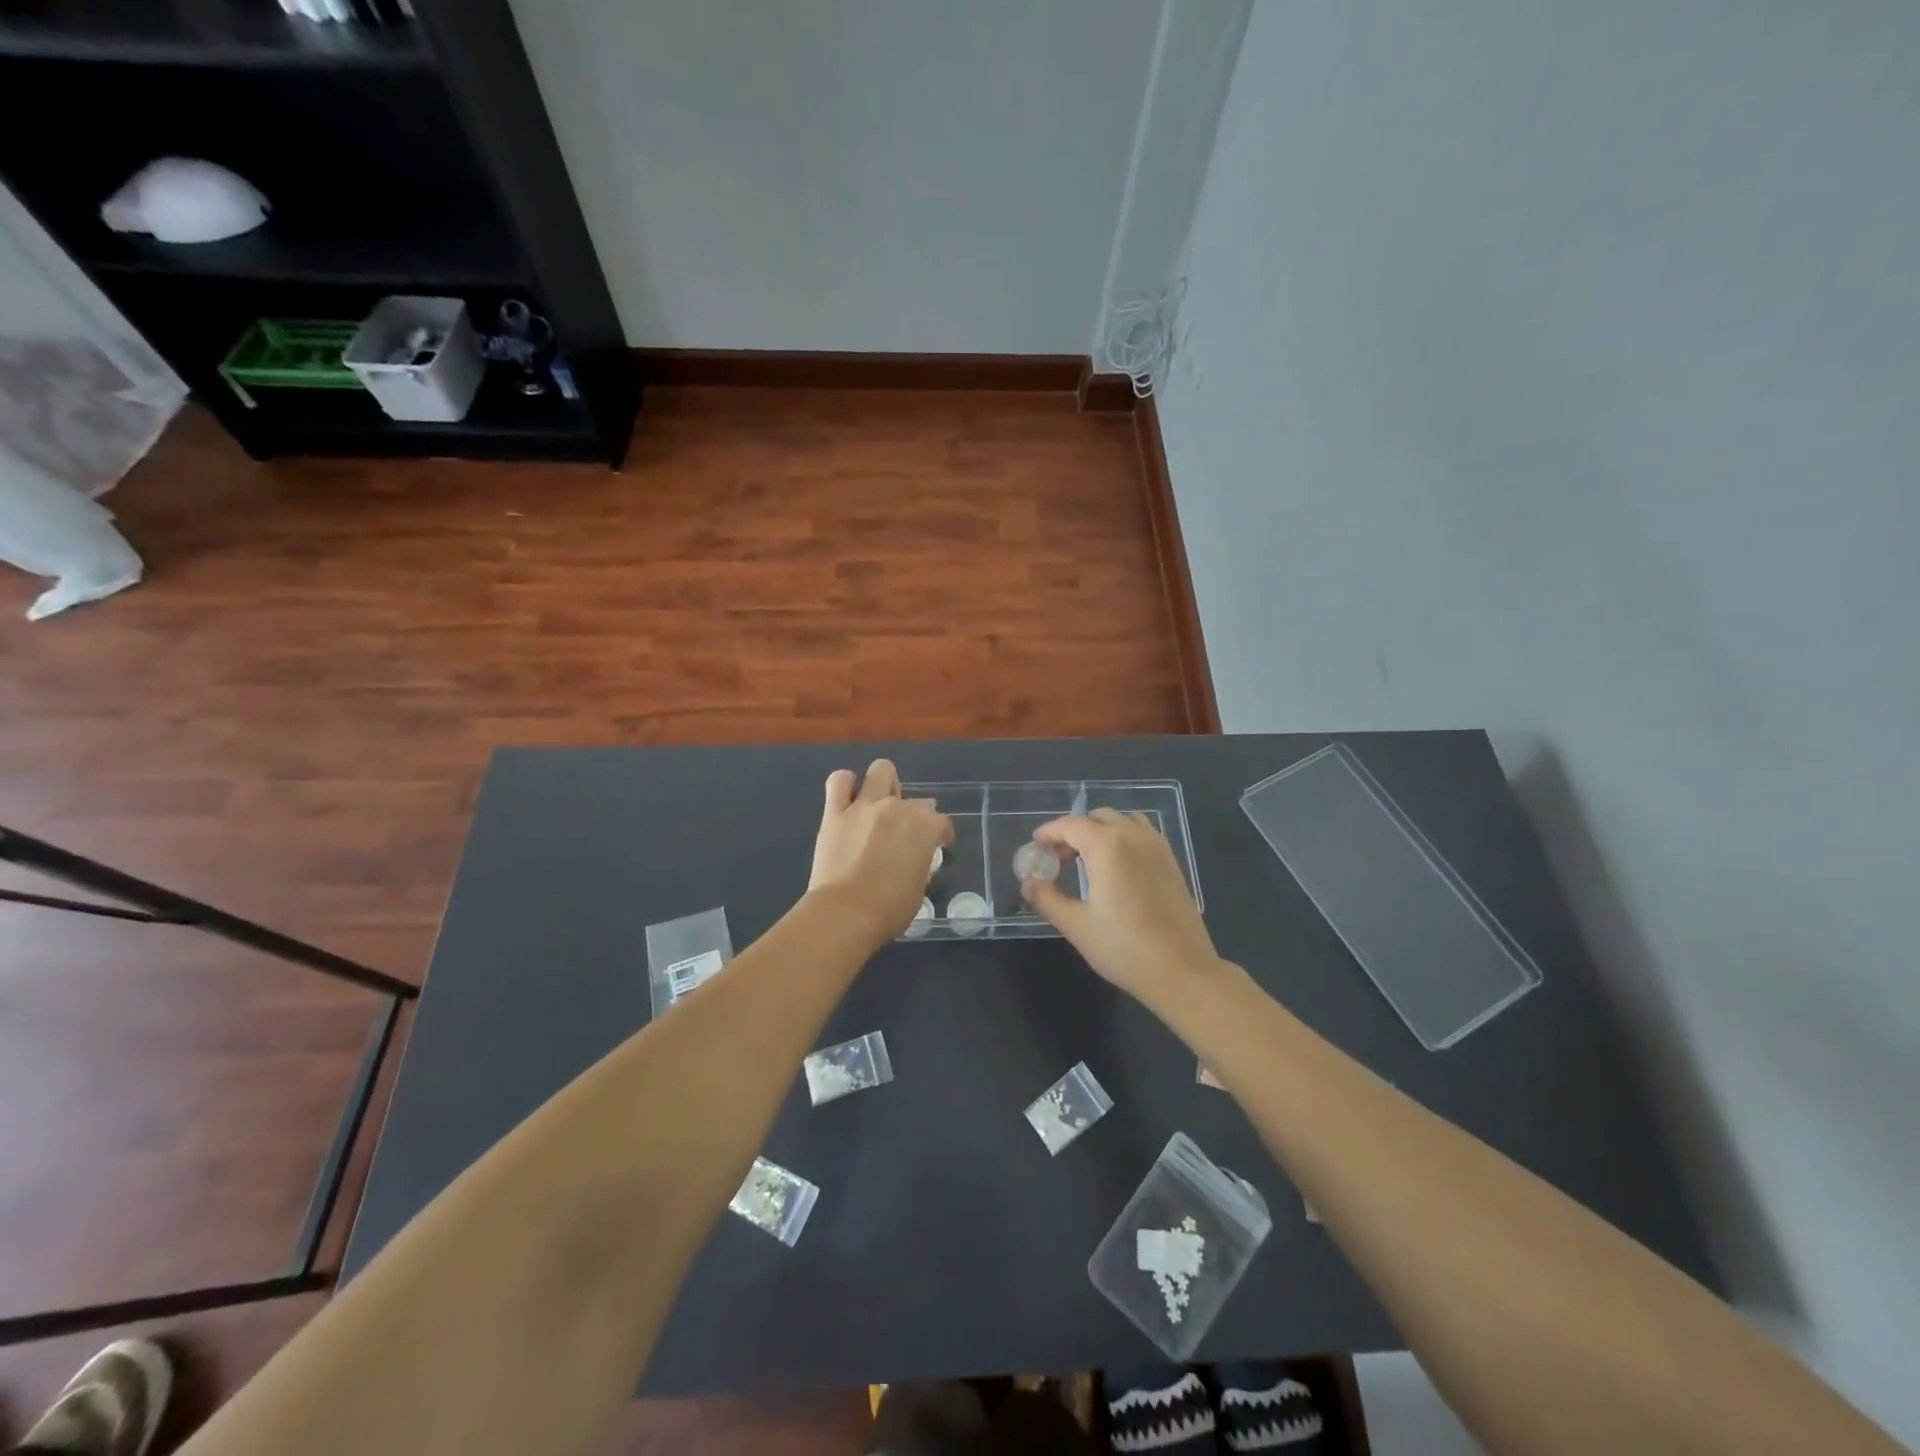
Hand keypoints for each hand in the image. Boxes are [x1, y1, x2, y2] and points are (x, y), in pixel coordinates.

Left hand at [808, 760, 952, 945]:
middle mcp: (898, 808)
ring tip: (879, 804)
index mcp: (925, 828)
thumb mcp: (919, 889)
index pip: (942, 823)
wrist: (845, 913)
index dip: (940, 836)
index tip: (936, 848)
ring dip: (884, 784)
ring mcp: (865, 806)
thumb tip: (913, 861)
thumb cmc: (889, 910)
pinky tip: (848, 799)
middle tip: (903, 834)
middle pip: (916, 799)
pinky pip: (839, 782)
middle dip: (914, 815)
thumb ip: (920, 865)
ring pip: (881, 771)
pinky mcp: (835, 812)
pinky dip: (846, 785)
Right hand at [1021, 808, 1222, 1005]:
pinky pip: (1143, 834)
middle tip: (1059, 859)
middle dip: (1073, 832)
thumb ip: (1047, 898)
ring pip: (1123, 821)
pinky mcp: (1172, 862)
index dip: (1049, 833)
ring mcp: (1157, 847)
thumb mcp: (1076, 925)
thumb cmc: (1123, 947)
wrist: (1181, 970)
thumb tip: (1028, 883)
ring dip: (1101, 831)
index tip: (1035, 847)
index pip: (1070, 825)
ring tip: (1088, 859)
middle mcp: (1133, 836)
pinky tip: (1118, 868)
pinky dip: (1124, 838)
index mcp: (1107, 845)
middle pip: (1097, 818)